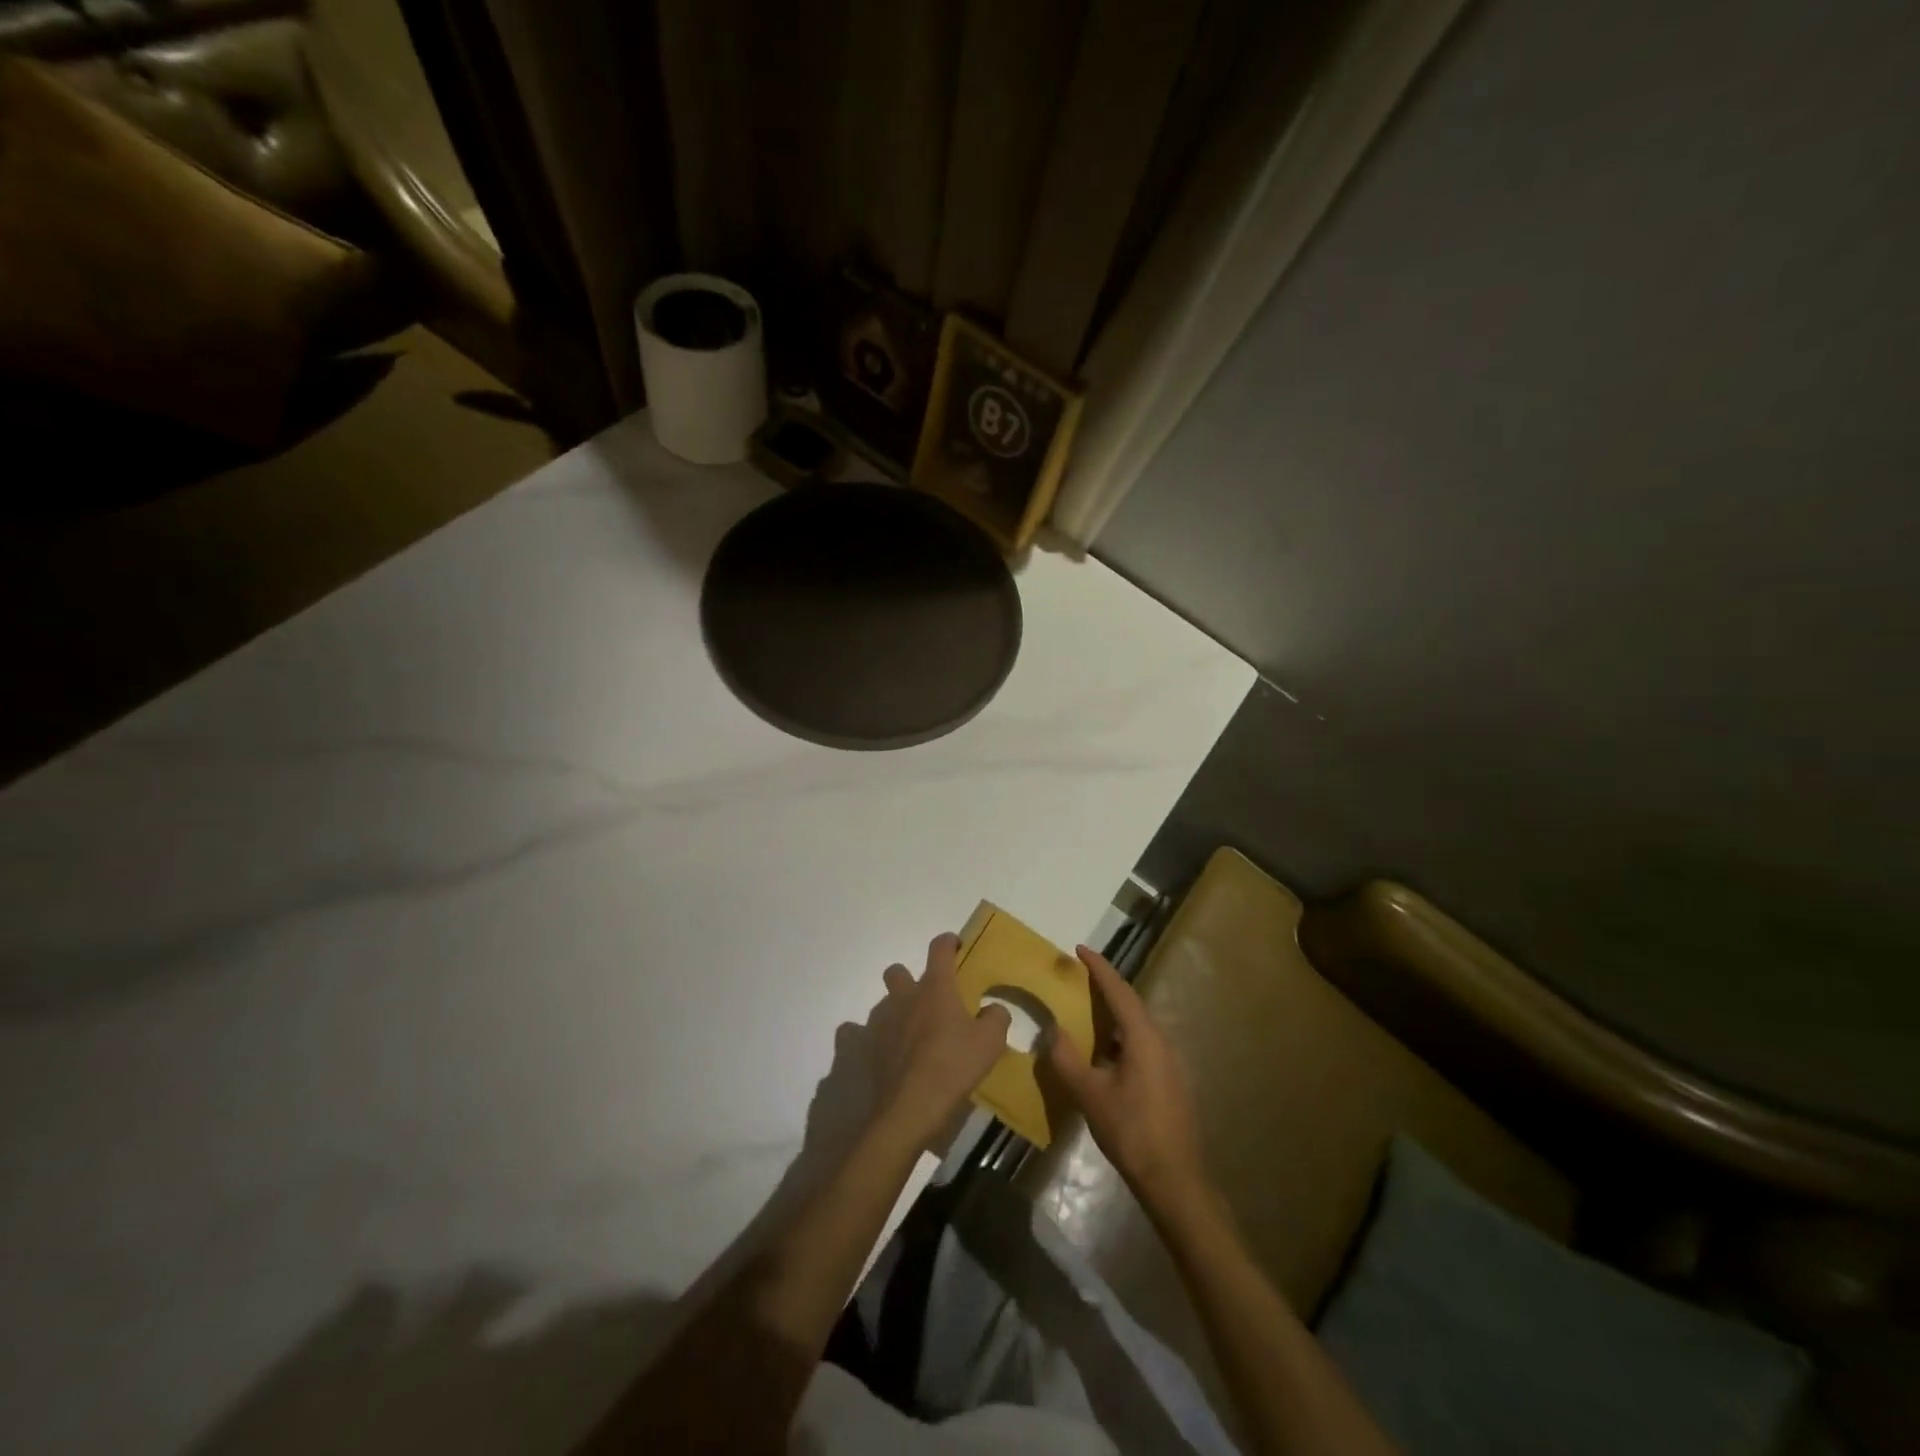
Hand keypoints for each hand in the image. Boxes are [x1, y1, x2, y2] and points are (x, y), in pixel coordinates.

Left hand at [869, 932, 1010, 1151]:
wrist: (911, 1106)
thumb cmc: (954, 1065)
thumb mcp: (991, 1041)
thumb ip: (997, 1017)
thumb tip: (992, 1009)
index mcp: (936, 988)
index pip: (939, 949)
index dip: (948, 942)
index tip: (955, 945)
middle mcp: (906, 997)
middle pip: (898, 971)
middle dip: (909, 976)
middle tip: (928, 997)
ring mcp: (884, 1022)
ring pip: (885, 1002)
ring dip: (898, 1009)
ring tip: (915, 1031)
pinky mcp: (871, 1048)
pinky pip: (867, 1033)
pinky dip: (879, 1037)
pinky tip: (893, 1052)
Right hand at [1045, 945, 1207, 1215]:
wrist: (1174, 1180)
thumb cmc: (1131, 1131)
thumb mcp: (1090, 1095)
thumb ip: (1068, 1059)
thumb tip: (1053, 1029)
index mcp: (1144, 1037)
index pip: (1119, 991)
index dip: (1099, 968)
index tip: (1080, 949)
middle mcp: (1161, 1041)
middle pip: (1130, 1004)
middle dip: (1105, 988)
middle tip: (1078, 977)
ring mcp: (1170, 1062)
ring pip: (1137, 1027)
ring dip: (1112, 1015)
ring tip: (1085, 1012)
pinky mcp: (1170, 1081)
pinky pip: (1142, 1045)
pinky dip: (1120, 1038)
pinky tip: (1103, 1054)